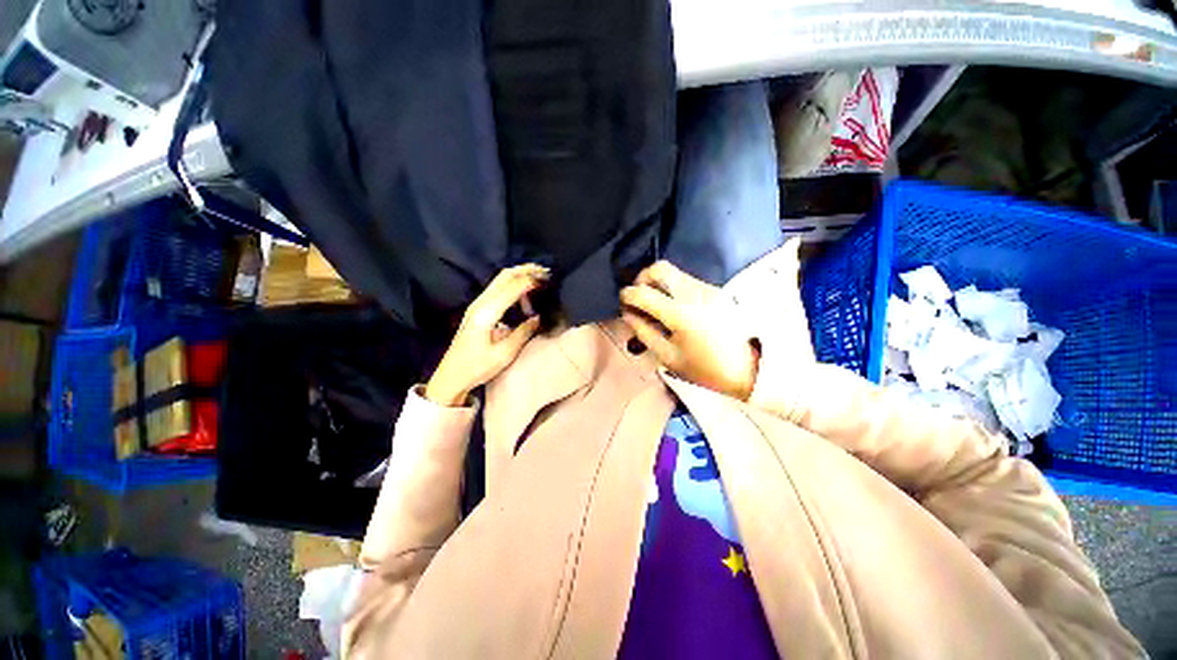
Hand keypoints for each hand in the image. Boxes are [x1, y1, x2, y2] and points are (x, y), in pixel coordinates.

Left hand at [425, 264, 548, 405]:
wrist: (452, 376)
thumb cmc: (477, 367)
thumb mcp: (504, 354)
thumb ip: (523, 333)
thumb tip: (537, 317)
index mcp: (486, 313)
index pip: (512, 287)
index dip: (530, 280)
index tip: (548, 280)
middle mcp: (480, 303)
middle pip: (504, 276)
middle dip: (525, 270)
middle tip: (545, 271)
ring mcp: (476, 305)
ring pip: (500, 280)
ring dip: (519, 275)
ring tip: (538, 279)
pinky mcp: (477, 310)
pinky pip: (497, 289)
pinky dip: (512, 285)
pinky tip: (524, 293)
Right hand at [620, 261, 757, 400]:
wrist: (750, 368)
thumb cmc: (705, 369)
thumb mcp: (668, 357)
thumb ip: (643, 332)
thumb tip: (627, 314)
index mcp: (680, 314)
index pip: (643, 293)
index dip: (626, 295)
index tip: (621, 302)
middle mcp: (694, 293)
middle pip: (660, 268)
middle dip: (642, 279)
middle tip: (638, 297)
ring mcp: (707, 288)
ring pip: (674, 272)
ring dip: (657, 283)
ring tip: (654, 304)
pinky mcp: (715, 290)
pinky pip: (686, 280)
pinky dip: (672, 287)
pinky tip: (673, 306)